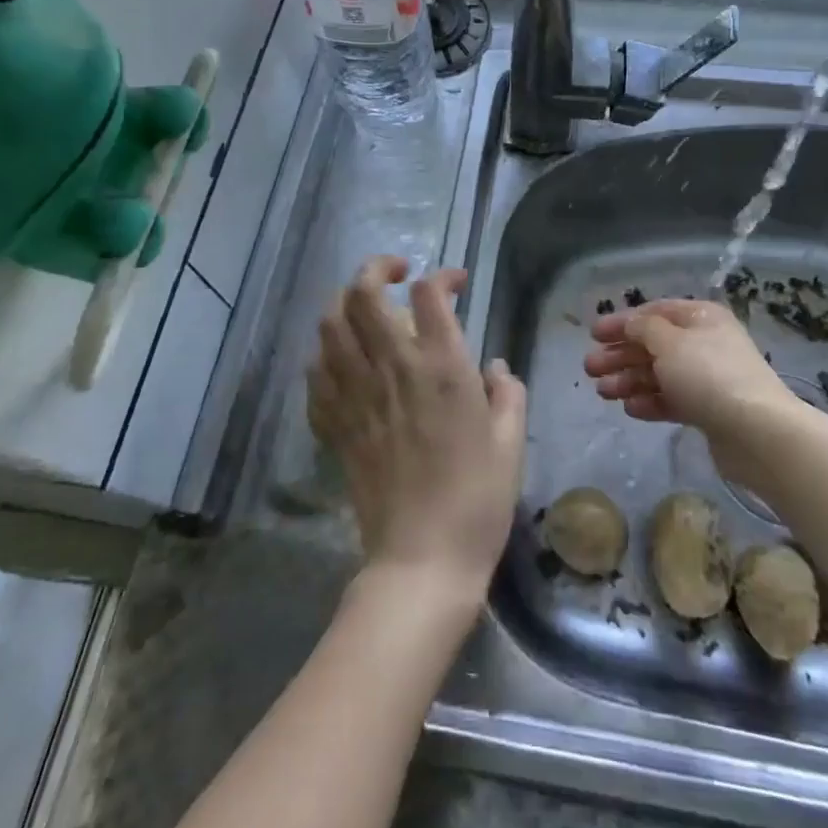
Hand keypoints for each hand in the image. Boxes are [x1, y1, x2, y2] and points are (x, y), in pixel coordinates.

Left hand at [308, 256, 526, 598]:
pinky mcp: (336, 425)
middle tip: (396, 272)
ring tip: (364, 306)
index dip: (443, 276)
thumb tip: (493, 367)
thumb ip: (507, 393)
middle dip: (376, 268)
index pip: (429, 294)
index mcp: (442, 369)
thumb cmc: (478, 500)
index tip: (457, 284)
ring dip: (345, 302)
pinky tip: (342, 358)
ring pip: (331, 325)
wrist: (422, 559)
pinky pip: (316, 373)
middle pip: (364, 294)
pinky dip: (326, 352)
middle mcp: (393, 369)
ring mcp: (357, 396)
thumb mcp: (510, 442)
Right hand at [584, 299, 796, 483]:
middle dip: (620, 355)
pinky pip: (672, 400)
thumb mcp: (668, 342)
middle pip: (654, 345)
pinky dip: (649, 401)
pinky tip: (629, 408)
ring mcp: (708, 378)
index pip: (654, 312)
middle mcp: (705, 343)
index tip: (593, 334)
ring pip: (660, 374)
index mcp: (700, 317)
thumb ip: (642, 328)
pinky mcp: (709, 410)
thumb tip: (631, 323)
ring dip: (629, 380)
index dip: (622, 322)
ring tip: (603, 392)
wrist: (756, 431)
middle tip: (590, 368)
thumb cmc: (708, 375)